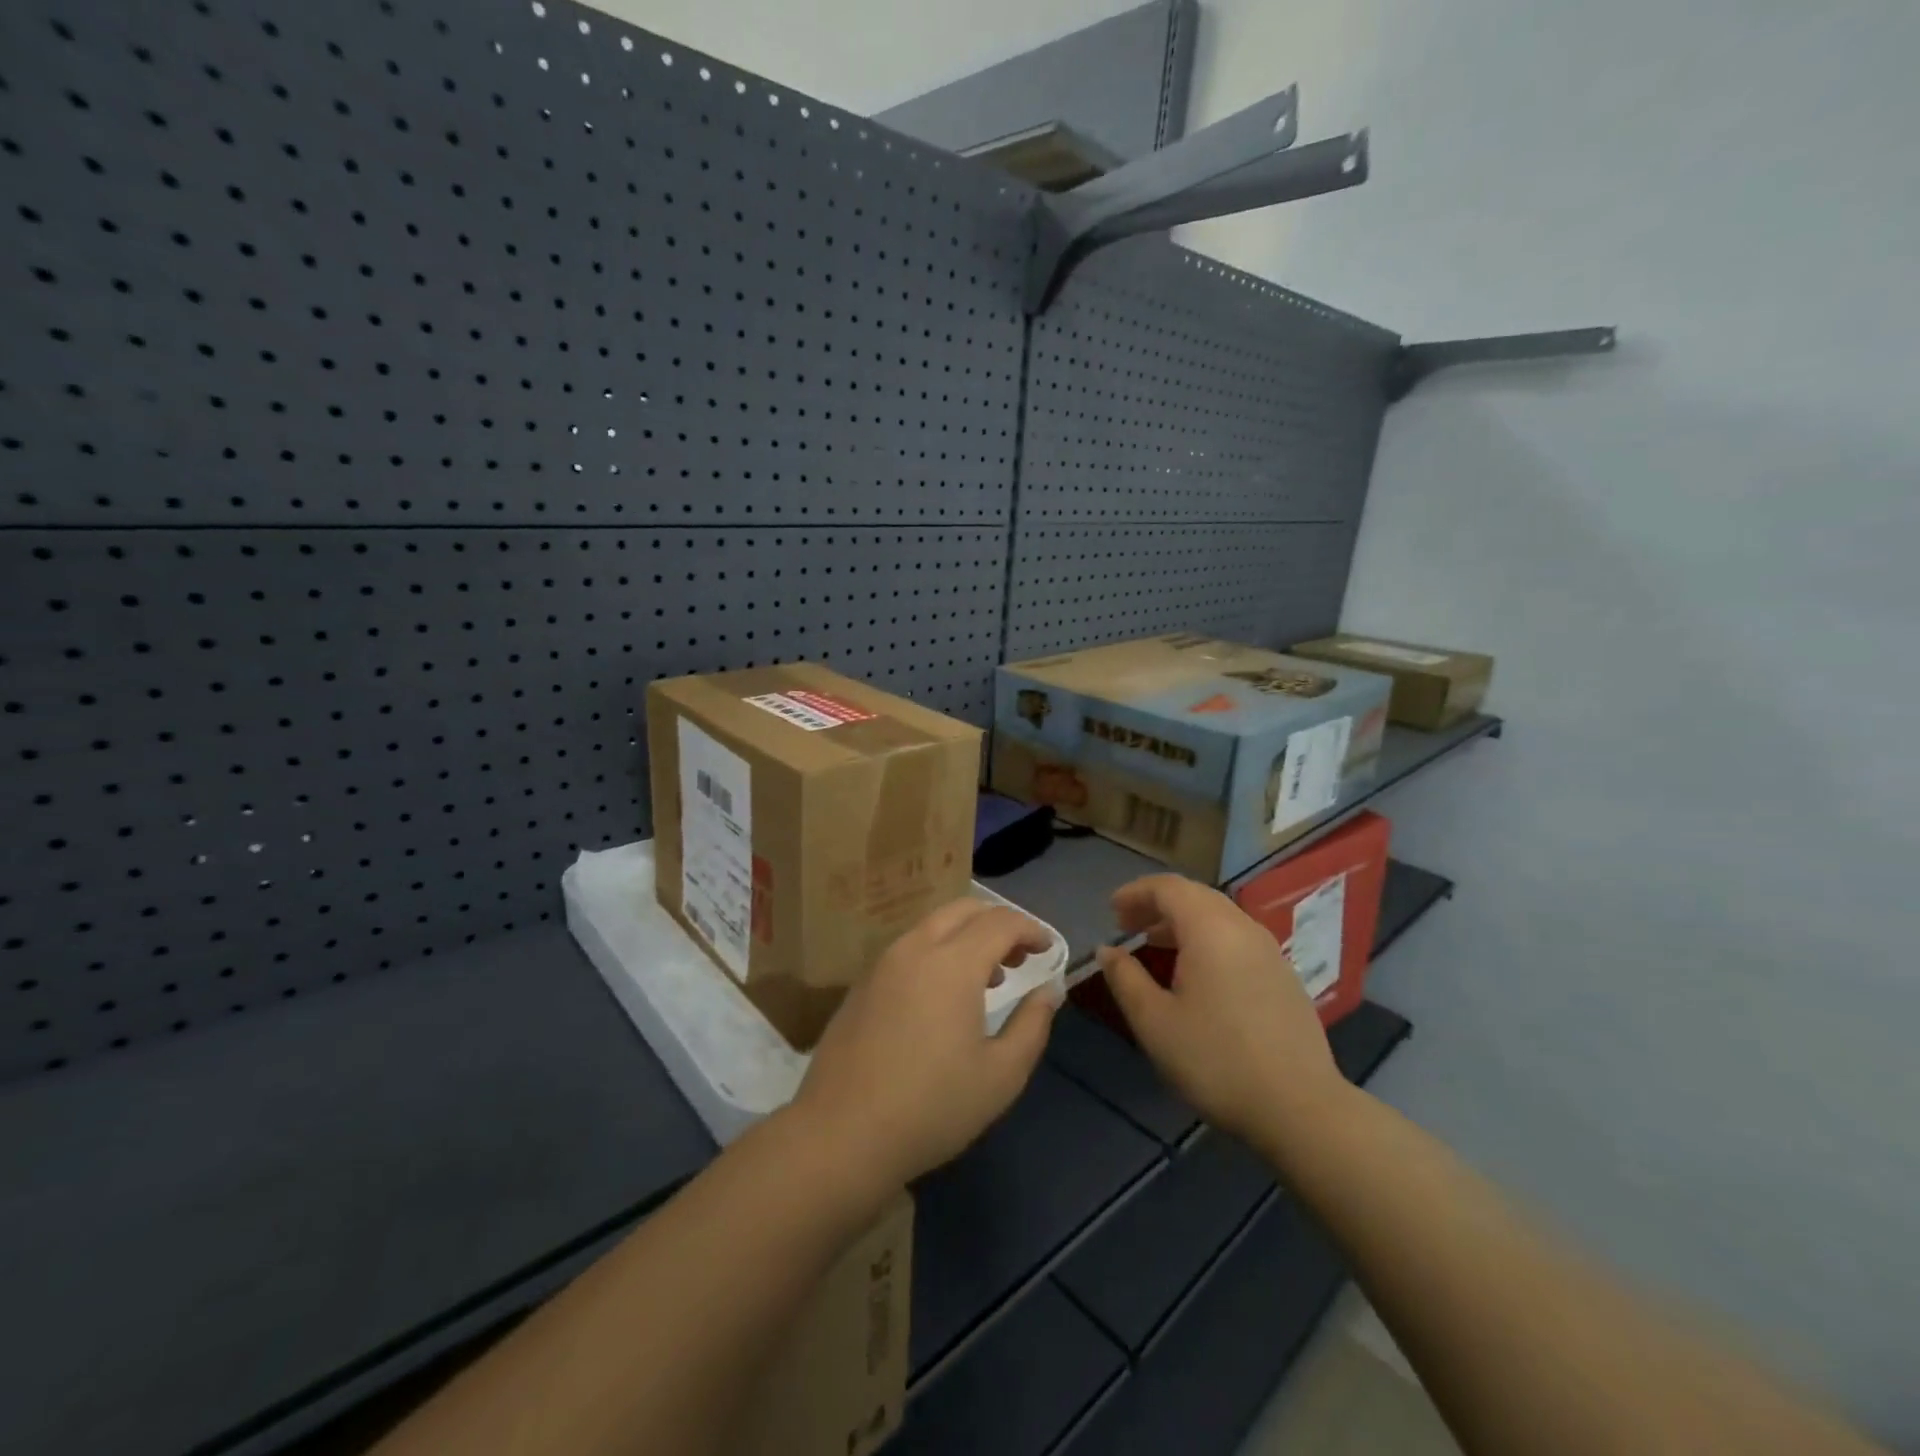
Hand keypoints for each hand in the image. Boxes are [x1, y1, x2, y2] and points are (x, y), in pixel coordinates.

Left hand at [792, 899, 1058, 1190]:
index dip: (1031, 929)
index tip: (1048, 950)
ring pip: (933, 925)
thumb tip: (1049, 990)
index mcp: (952, 963)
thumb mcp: (1001, 1075)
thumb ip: (1033, 1025)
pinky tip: (942, 997)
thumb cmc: (932, 1107)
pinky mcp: (862, 983)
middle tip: (1019, 959)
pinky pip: (910, 947)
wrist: (841, 1134)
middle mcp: (915, 948)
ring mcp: (882, 963)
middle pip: (964, 909)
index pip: (1000, 922)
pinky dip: (938, 951)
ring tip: (987, 979)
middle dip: (999, 924)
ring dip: (967, 937)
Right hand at [1097, 874, 1347, 1146]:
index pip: (1168, 888)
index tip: (1111, 911)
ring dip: (1182, 921)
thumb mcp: (1154, 1023)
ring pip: (1219, 917)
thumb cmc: (1216, 1061)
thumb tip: (1108, 950)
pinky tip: (1196, 974)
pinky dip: (1207, 939)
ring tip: (1154, 943)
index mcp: (1210, 929)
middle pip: (1195, 896)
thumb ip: (1125, 978)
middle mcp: (1243, 928)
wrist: (1301, 1109)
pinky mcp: (1284, 976)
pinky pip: (1237, 939)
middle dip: (1157, 904)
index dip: (1135, 893)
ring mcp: (1270, 951)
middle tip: (1128, 925)